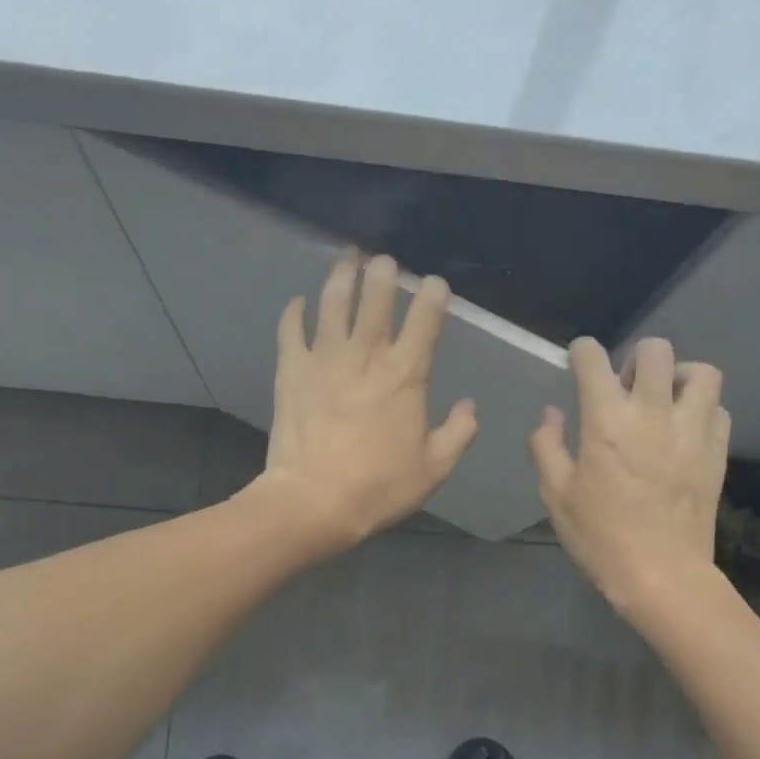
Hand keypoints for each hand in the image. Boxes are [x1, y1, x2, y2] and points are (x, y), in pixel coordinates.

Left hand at [253, 252, 478, 552]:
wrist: (314, 501)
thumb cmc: (379, 487)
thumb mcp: (434, 468)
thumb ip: (458, 433)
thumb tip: (469, 407)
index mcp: (405, 375)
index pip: (424, 322)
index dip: (432, 297)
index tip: (434, 283)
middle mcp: (366, 356)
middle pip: (375, 300)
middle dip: (383, 274)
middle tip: (384, 260)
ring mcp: (324, 359)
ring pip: (333, 304)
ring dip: (342, 276)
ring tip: (347, 257)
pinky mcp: (291, 371)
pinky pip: (291, 330)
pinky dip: (294, 312)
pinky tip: (299, 301)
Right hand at [529, 336, 729, 611]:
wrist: (661, 575)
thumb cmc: (600, 536)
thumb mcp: (556, 494)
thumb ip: (547, 445)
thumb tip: (551, 413)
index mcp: (606, 421)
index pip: (594, 360)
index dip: (583, 351)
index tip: (579, 359)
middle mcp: (652, 413)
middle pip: (655, 351)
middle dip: (636, 357)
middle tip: (626, 386)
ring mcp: (692, 431)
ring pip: (700, 372)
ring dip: (679, 375)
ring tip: (664, 398)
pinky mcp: (717, 452)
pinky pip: (718, 409)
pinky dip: (701, 408)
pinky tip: (685, 429)